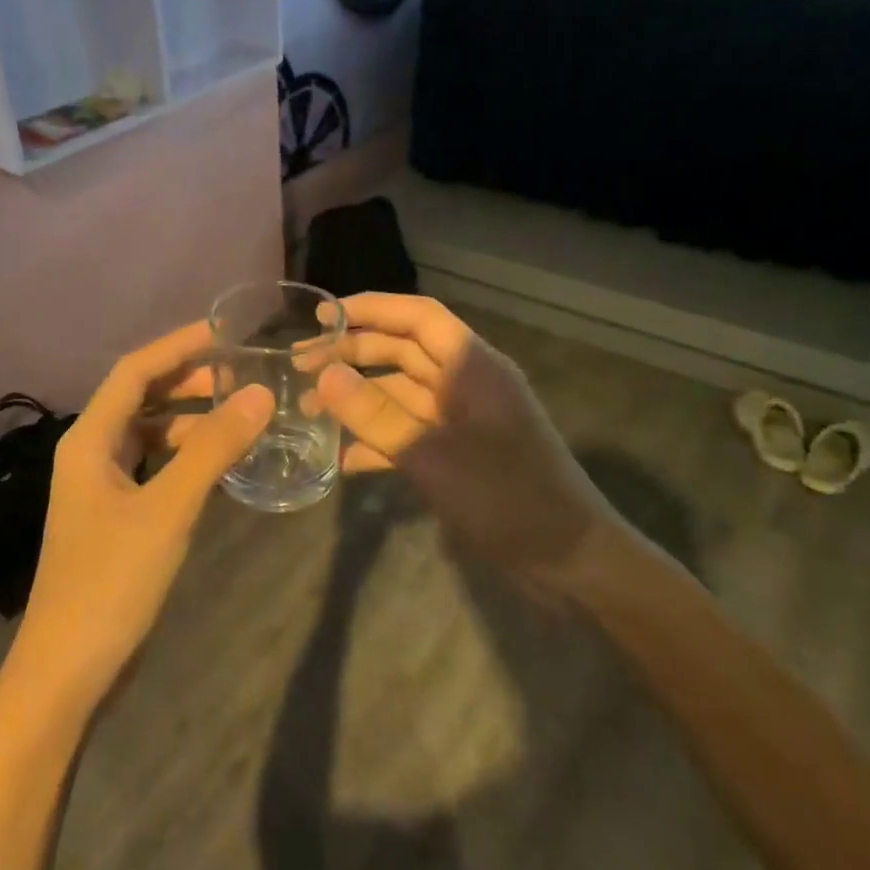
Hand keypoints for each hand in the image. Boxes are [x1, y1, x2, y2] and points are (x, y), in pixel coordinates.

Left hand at [7, 322, 273, 717]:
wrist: (67, 668)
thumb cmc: (111, 582)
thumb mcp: (167, 510)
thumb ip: (212, 450)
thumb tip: (258, 394)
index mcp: (89, 439)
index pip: (135, 370)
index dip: (178, 345)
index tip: (226, 331)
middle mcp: (89, 453)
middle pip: (140, 398)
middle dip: (188, 380)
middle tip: (242, 373)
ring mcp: (99, 487)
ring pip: (147, 434)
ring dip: (188, 419)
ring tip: (239, 414)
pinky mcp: (113, 517)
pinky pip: (152, 468)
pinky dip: (183, 457)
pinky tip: (218, 464)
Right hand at [314, 294, 630, 600]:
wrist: (569, 560)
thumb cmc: (507, 499)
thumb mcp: (433, 457)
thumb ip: (377, 415)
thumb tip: (325, 375)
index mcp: (472, 367)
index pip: (418, 317)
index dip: (370, 309)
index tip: (323, 317)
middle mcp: (466, 383)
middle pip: (403, 351)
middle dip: (352, 354)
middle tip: (300, 365)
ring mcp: (462, 418)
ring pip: (400, 392)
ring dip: (358, 398)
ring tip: (308, 410)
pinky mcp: (458, 451)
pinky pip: (409, 432)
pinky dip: (377, 440)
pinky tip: (343, 460)